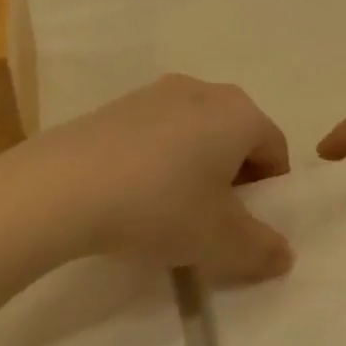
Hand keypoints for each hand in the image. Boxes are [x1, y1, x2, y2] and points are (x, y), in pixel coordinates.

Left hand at [0, 75, 294, 284]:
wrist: (62, 187)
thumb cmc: (160, 206)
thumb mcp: (221, 242)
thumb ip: (263, 250)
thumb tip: (284, 255)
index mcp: (239, 113)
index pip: (275, 150)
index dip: (269, 192)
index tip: (247, 226)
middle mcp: (203, 91)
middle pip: (235, 137)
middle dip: (233, 179)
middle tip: (212, 221)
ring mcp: (154, 93)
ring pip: (194, 135)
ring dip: (194, 170)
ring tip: (169, 212)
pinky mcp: (115, 105)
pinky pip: (155, 134)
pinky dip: (158, 162)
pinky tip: (133, 196)